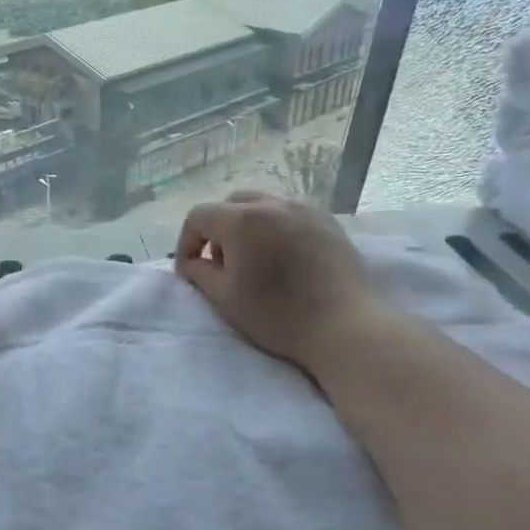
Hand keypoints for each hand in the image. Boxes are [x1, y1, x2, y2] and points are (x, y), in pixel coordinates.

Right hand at [174, 191, 383, 381]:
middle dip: (217, 229)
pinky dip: (275, 227)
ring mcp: (304, 208)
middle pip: (231, 204)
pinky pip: (289, 213)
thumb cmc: (277, 314)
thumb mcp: (224, 298)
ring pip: (262, 204)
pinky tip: (283, 257)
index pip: (199, 216)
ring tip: (254, 259)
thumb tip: (189, 262)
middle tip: (221, 263)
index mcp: (242, 220)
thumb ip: (198, 273)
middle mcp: (272, 203)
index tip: (189, 269)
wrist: (343, 326)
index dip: (187, 241)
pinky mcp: (328, 220)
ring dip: (247, 225)